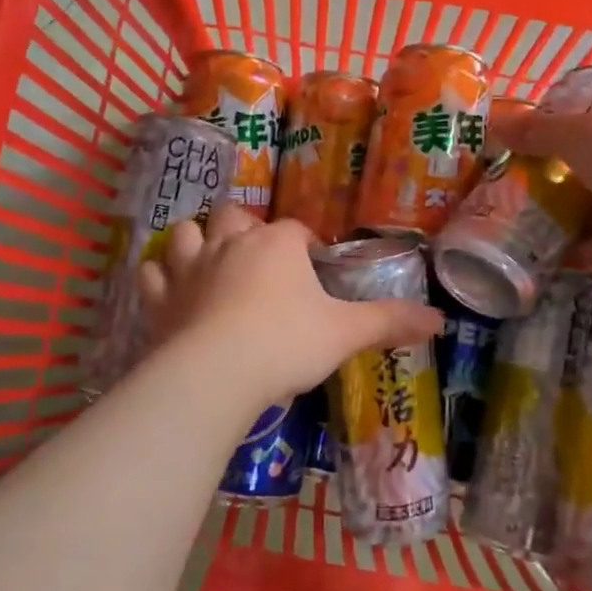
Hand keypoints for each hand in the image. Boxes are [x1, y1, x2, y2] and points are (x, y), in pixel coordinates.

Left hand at [137, 205, 442, 409]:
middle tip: (258, 258)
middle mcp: (230, 243)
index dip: (305, 245)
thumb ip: (390, 322)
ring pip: (186, 233)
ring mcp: (188, 267)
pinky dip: (158, 277)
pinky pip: (150, 273)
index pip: (295, 231)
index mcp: (277, 244)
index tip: (312, 266)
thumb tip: (440, 320)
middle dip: (245, 229)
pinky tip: (168, 289)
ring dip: (196, 241)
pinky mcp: (158, 297)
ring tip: (209, 261)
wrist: (217, 373)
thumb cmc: (287, 343)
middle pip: (235, 217)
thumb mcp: (345, 333)